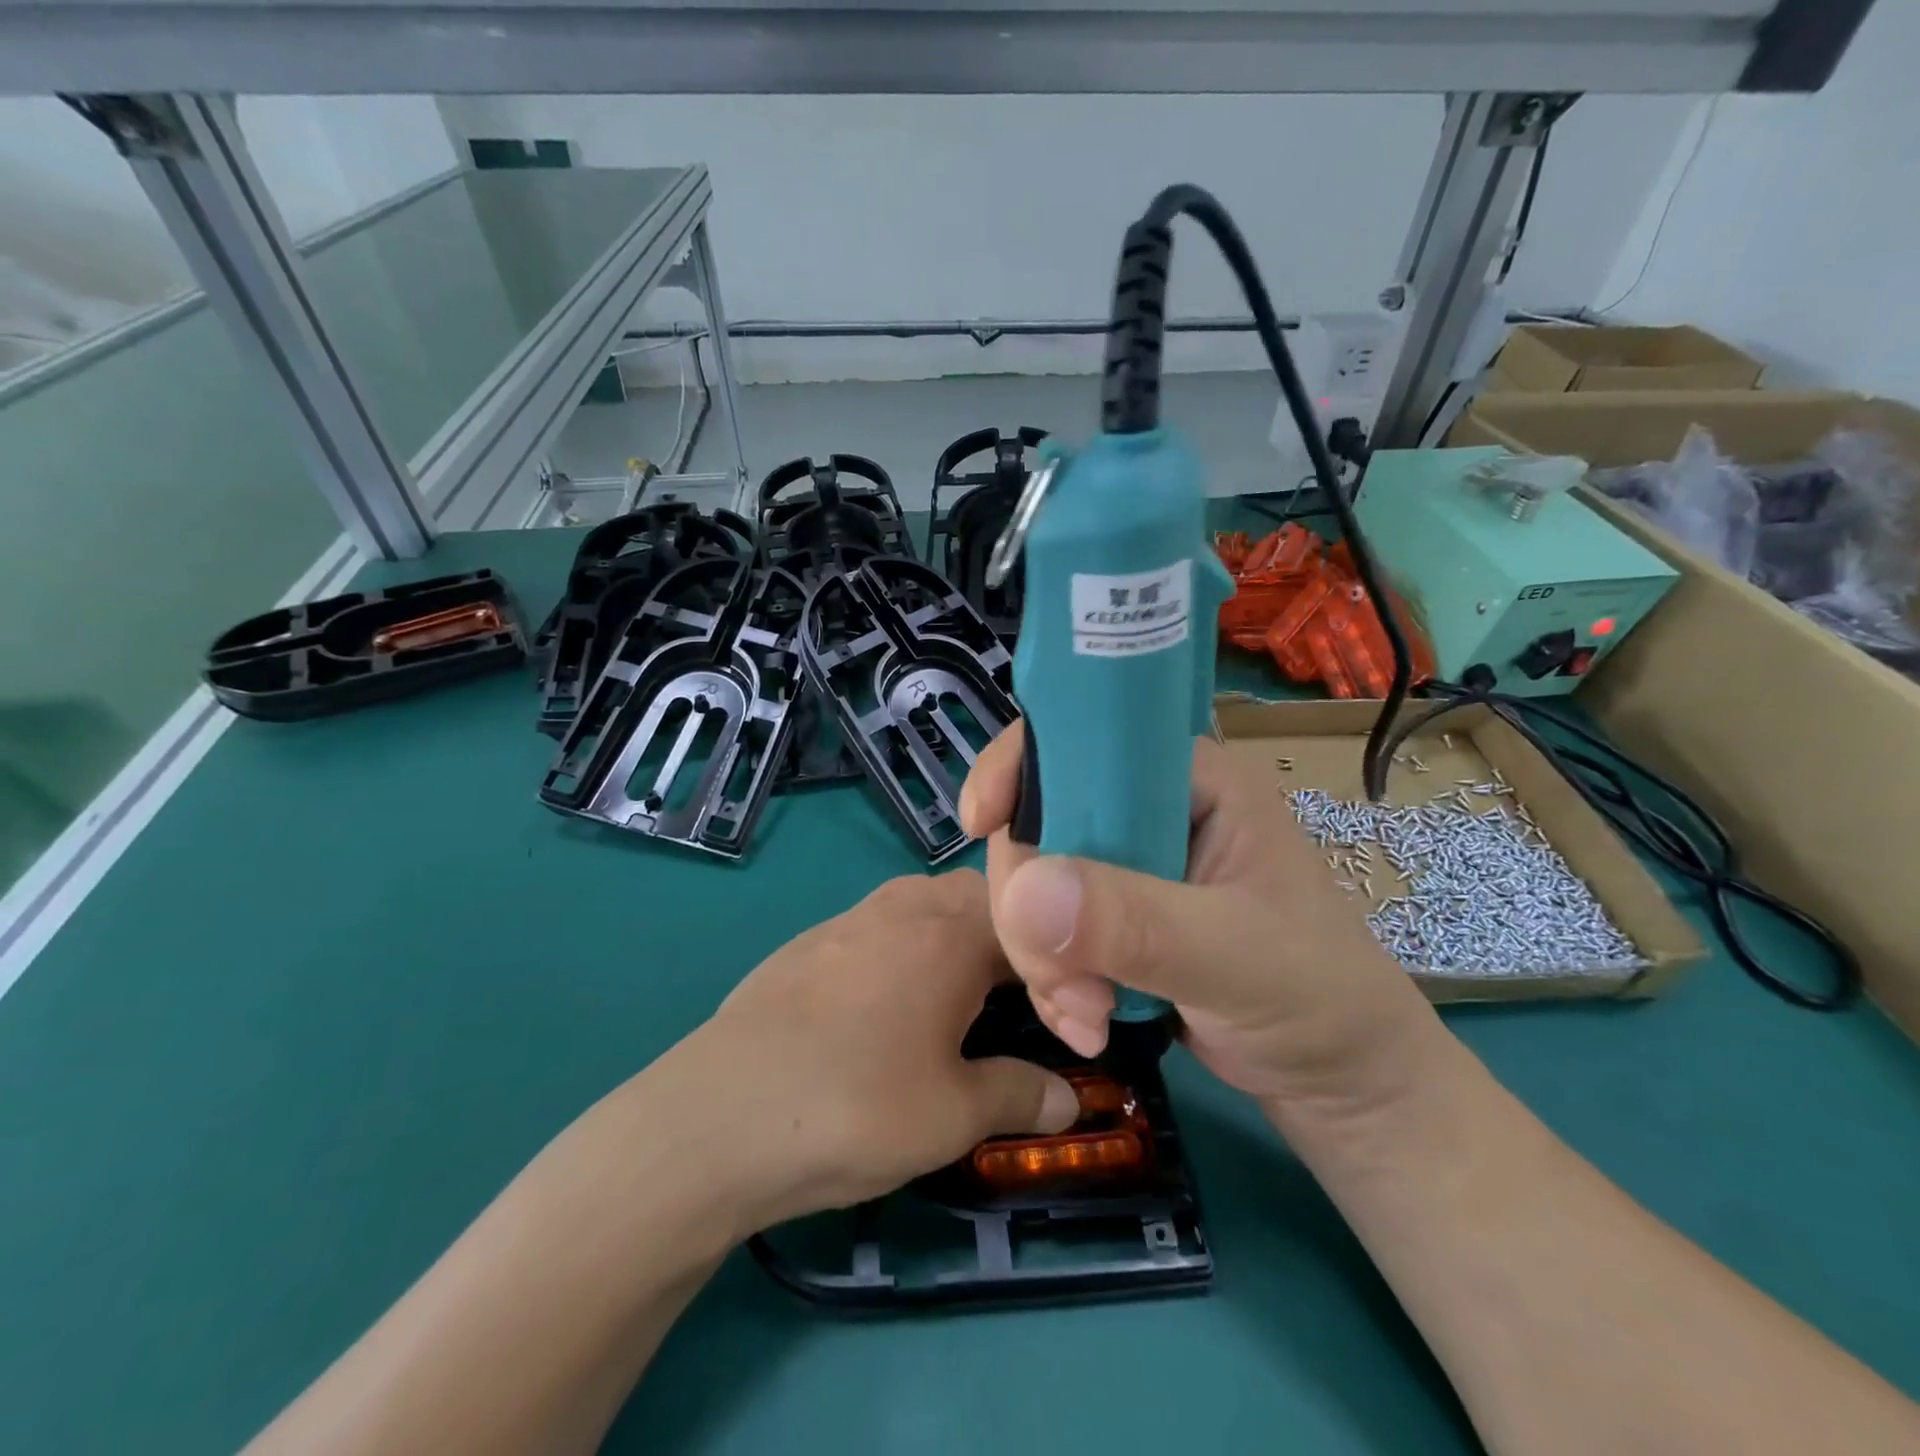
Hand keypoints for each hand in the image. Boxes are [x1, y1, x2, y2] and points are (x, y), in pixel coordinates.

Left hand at [668, 871, 1078, 1235]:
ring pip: (921, 904)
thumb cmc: (855, 1107)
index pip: (1027, 922)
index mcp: (949, 932)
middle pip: (974, 897)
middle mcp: (901, 907)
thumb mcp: (953, 1114)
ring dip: (951, 937)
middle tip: (1016, 999)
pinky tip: (885, 1006)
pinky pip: (876, 926)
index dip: (1056, 967)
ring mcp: (847, 919)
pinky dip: (903, 949)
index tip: (1065, 1020)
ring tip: (958, 997)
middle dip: (1006, 938)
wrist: (717, 1116)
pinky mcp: (805, 943)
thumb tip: (1067, 1102)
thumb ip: (1018, 1095)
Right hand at [959, 724, 1446, 1119]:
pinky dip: (1051, 981)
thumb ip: (1134, 921)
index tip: (979, 824)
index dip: (1019, 767)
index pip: (1082, 740)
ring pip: (1033, 883)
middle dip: (1032, 905)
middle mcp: (1148, 811)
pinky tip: (1088, 1024)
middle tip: (1066, 980)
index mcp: (1187, 780)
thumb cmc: (1317, 997)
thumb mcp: (1234, 955)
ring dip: (1042, 957)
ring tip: (1089, 1016)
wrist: (1341, 1081)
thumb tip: (1023, 891)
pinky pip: (1045, 931)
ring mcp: (1126, 868)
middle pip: (1040, 821)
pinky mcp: (1111, 920)